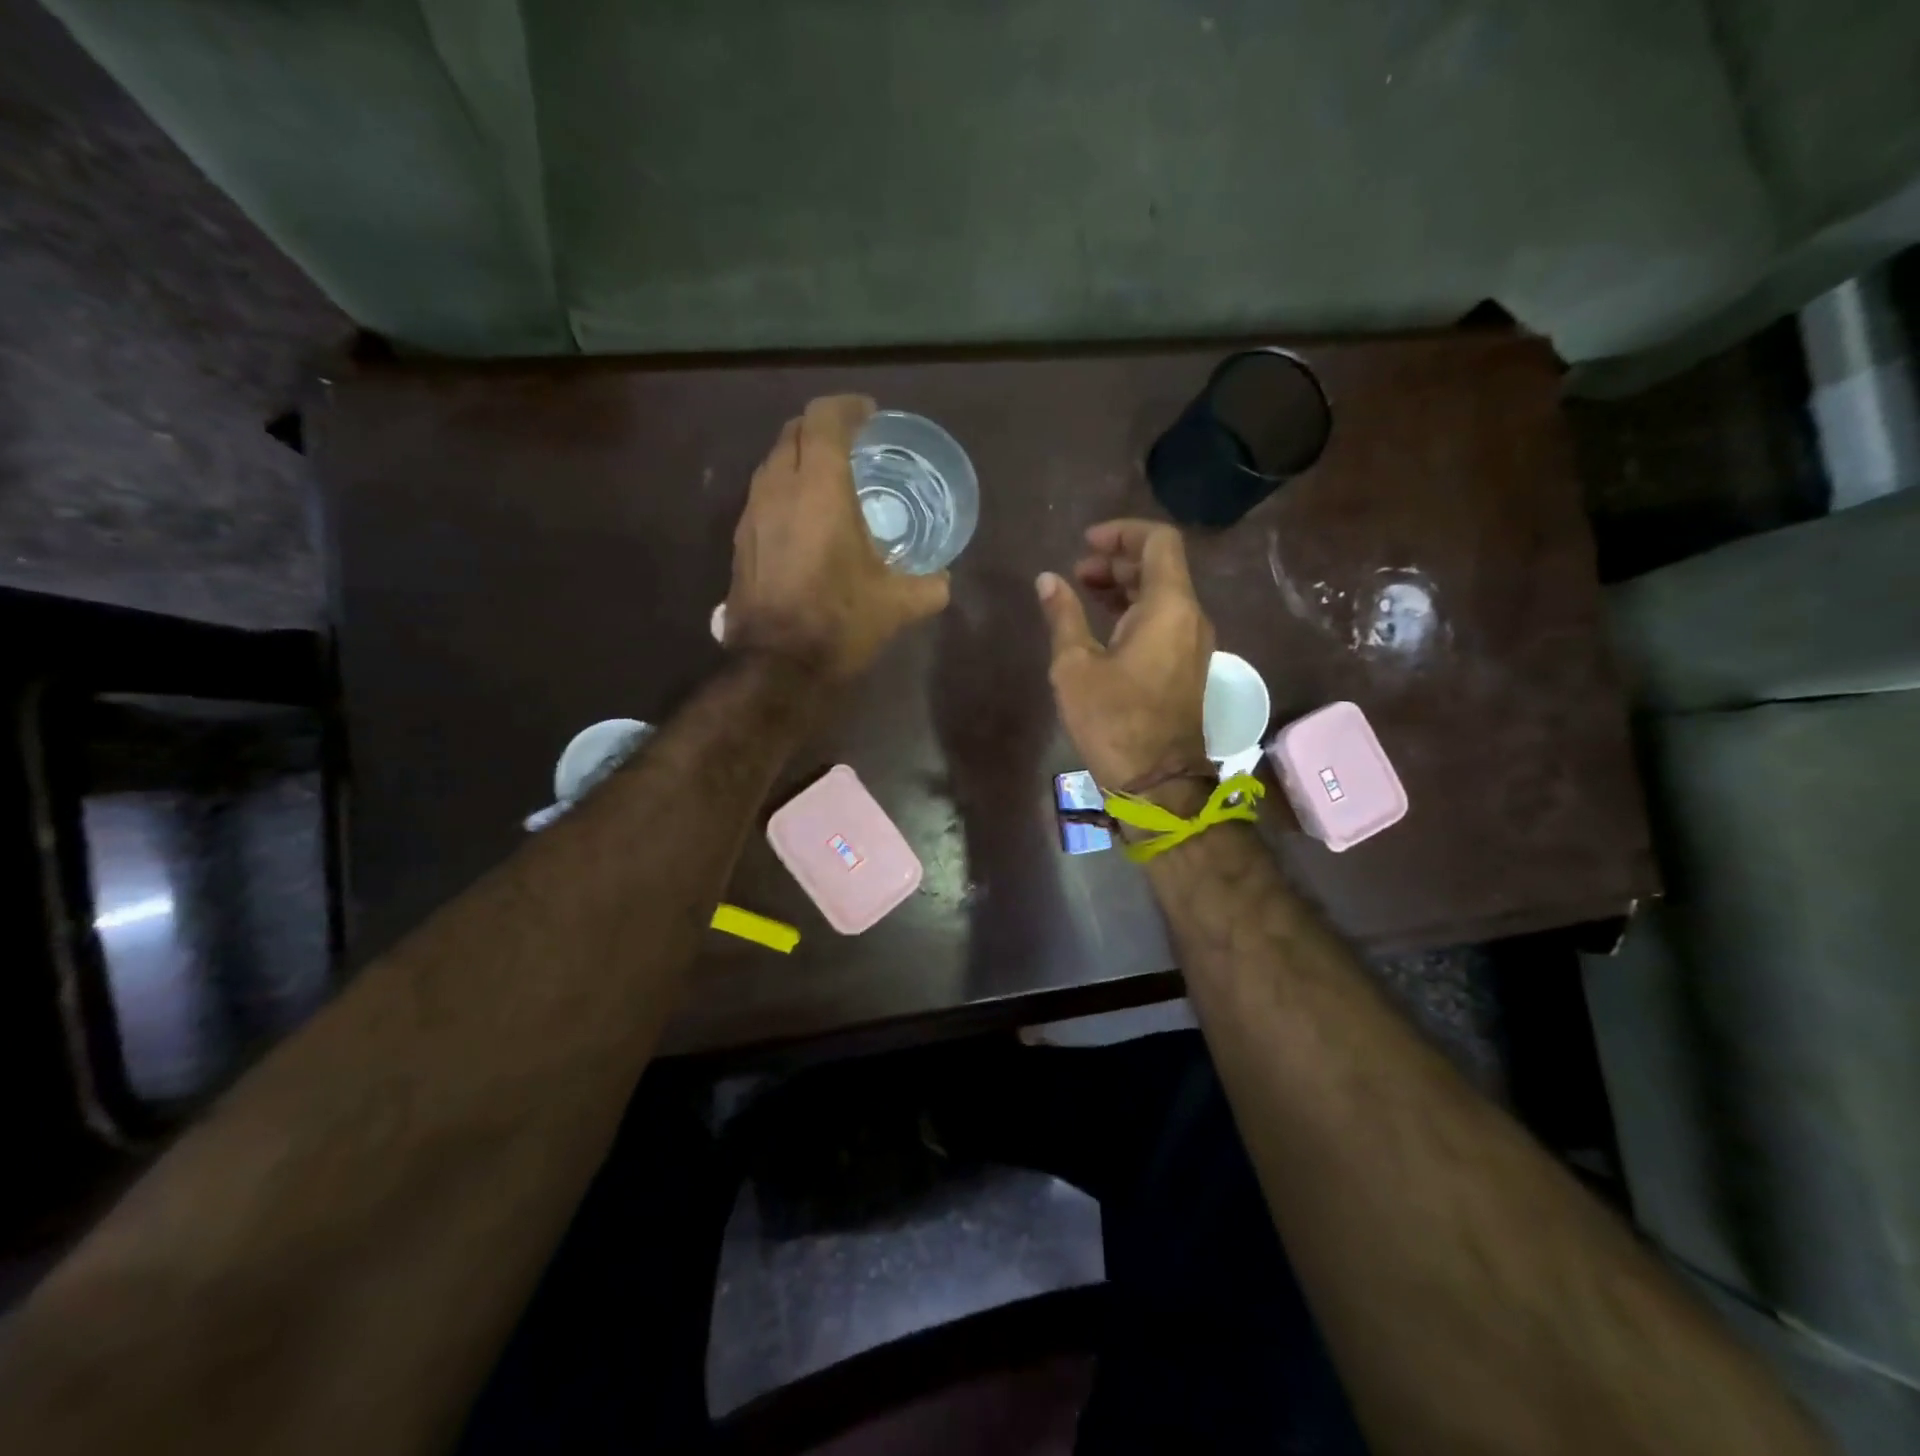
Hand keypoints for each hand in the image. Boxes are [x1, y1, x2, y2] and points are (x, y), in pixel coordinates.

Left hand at [726, 395, 949, 679]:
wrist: (778, 665)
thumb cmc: (840, 622)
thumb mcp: (897, 605)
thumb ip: (929, 585)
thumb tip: (943, 581)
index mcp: (821, 489)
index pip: (825, 418)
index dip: (848, 407)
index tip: (870, 415)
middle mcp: (779, 488)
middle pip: (794, 432)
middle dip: (823, 427)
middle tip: (851, 444)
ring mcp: (753, 513)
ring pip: (773, 462)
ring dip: (800, 458)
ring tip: (828, 480)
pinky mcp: (741, 540)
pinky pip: (763, 494)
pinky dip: (785, 490)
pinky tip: (804, 520)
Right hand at [1036, 519, 1214, 791]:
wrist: (1157, 780)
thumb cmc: (1113, 720)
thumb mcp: (1075, 666)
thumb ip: (1063, 616)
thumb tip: (1048, 580)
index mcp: (1169, 607)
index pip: (1158, 542)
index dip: (1122, 532)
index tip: (1085, 543)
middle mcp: (1190, 617)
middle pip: (1160, 566)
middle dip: (1117, 559)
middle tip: (1077, 572)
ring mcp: (1193, 642)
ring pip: (1162, 594)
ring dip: (1124, 585)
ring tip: (1083, 593)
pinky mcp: (1187, 665)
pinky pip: (1165, 619)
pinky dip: (1135, 610)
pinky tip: (1103, 623)